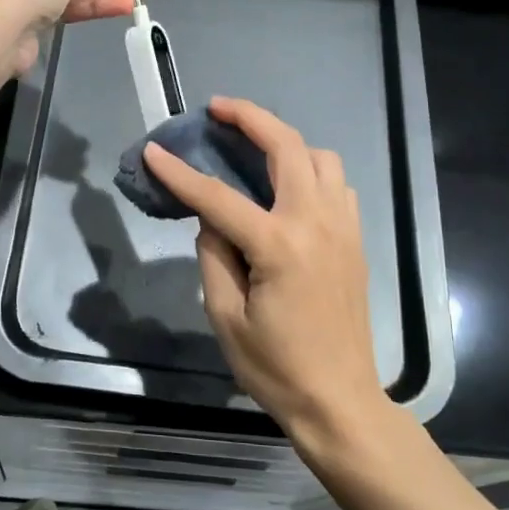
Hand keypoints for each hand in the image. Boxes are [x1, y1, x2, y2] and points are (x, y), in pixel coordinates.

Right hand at [142, 97, 385, 442]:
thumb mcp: (225, 317)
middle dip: (250, 117)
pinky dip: (311, 170)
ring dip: (286, 142)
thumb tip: (213, 221)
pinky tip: (288, 188)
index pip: (218, 196)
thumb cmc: (276, 367)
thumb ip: (213, 256)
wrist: (340, 400)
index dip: (180, 172)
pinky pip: (337, 184)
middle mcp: (315, 223)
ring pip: (321, 158)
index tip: (154, 150)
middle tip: (218, 109)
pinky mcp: (354, 240)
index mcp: (278, 245)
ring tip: (254, 149)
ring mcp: (342, 228)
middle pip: (287, 146)